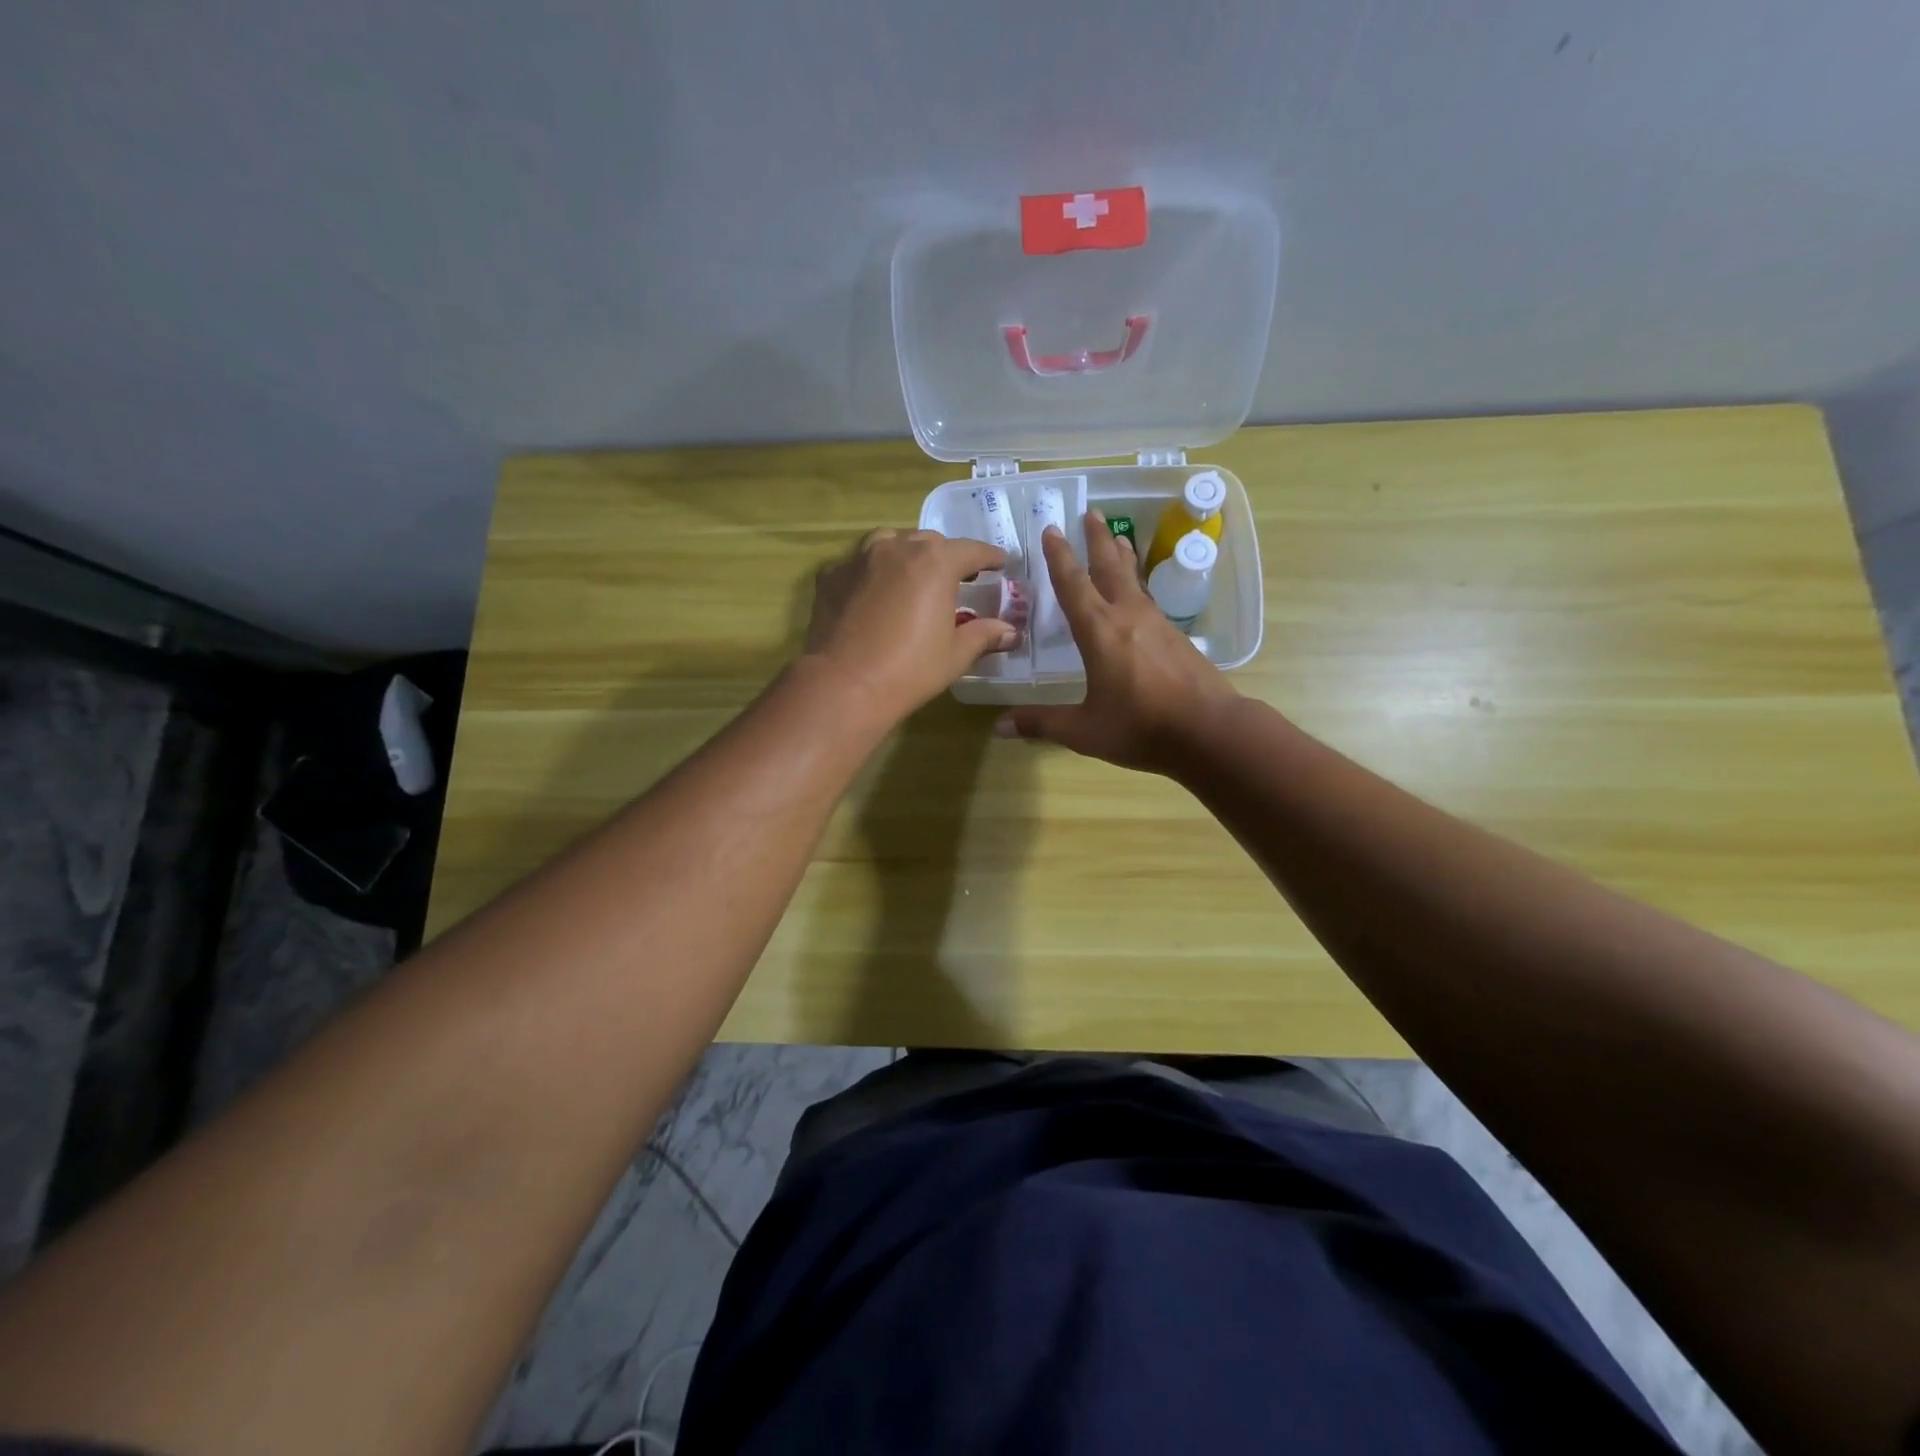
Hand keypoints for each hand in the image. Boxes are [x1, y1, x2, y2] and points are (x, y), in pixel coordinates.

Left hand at [804, 528, 1017, 725]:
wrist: (844, 684)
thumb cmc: (909, 670)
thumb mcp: (955, 655)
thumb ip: (984, 635)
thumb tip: (1010, 631)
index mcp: (935, 562)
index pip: (971, 550)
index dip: (989, 557)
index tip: (999, 565)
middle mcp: (897, 548)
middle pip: (929, 542)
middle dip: (946, 556)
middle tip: (956, 579)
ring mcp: (859, 558)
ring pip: (890, 542)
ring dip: (907, 554)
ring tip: (912, 577)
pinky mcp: (831, 576)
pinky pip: (858, 563)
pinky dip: (872, 572)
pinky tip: (874, 594)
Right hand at [995, 511, 1238, 772]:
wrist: (1209, 732)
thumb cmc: (1140, 727)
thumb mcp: (1084, 731)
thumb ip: (1041, 723)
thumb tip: (998, 726)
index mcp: (1099, 631)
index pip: (1073, 585)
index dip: (1059, 557)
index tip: (1052, 529)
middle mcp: (1128, 616)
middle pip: (1109, 567)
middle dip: (1097, 539)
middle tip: (1091, 512)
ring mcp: (1157, 624)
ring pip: (1134, 580)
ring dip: (1121, 556)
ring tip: (1117, 538)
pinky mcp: (1176, 637)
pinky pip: (1149, 599)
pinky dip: (1137, 585)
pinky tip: (1138, 594)